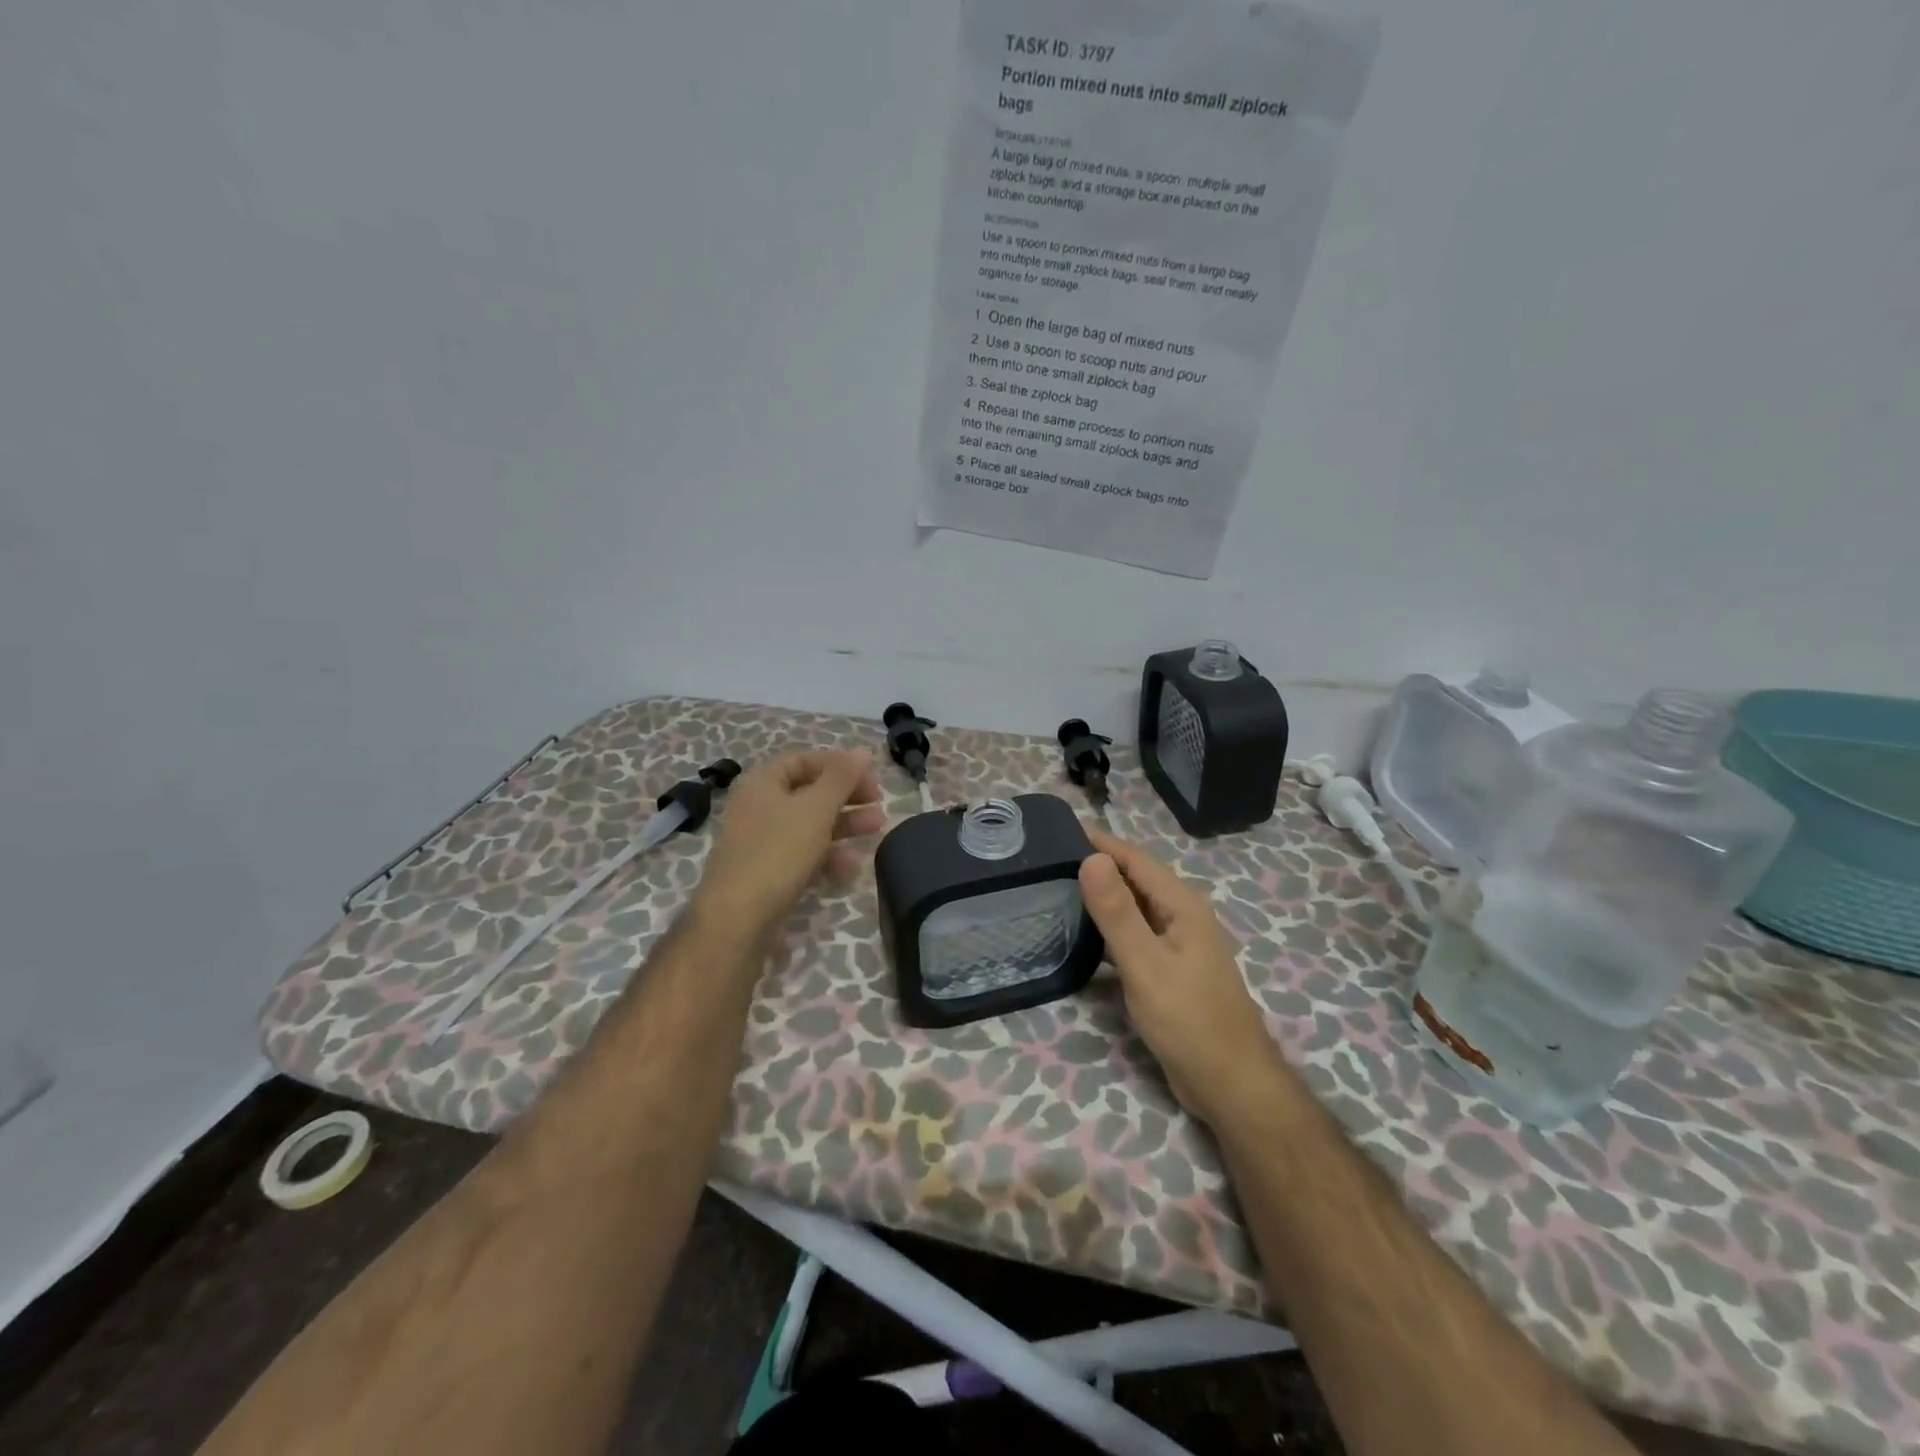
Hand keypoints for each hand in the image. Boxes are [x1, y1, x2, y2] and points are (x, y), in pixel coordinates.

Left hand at [696, 749, 885, 935]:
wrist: (737, 920)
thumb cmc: (778, 853)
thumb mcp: (816, 809)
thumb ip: (842, 778)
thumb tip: (862, 751)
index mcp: (763, 783)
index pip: (804, 760)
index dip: (839, 765)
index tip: (869, 779)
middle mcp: (759, 808)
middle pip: (810, 793)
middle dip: (847, 797)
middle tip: (878, 804)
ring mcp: (762, 843)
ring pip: (810, 825)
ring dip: (845, 826)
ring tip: (877, 829)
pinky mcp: (769, 874)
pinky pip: (803, 855)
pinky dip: (828, 857)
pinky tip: (850, 869)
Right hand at [1079, 829, 1287, 1124]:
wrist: (1229, 1084)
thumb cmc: (1188, 1019)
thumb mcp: (1145, 963)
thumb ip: (1117, 912)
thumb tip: (1092, 858)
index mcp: (1182, 906)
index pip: (1136, 860)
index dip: (1101, 842)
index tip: (1061, 829)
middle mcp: (1182, 918)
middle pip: (1136, 881)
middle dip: (1098, 865)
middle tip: (1050, 859)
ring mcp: (1177, 946)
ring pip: (1134, 910)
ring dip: (1102, 898)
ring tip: (1058, 890)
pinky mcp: (1170, 971)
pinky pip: (1135, 937)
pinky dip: (1109, 930)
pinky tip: (1083, 937)